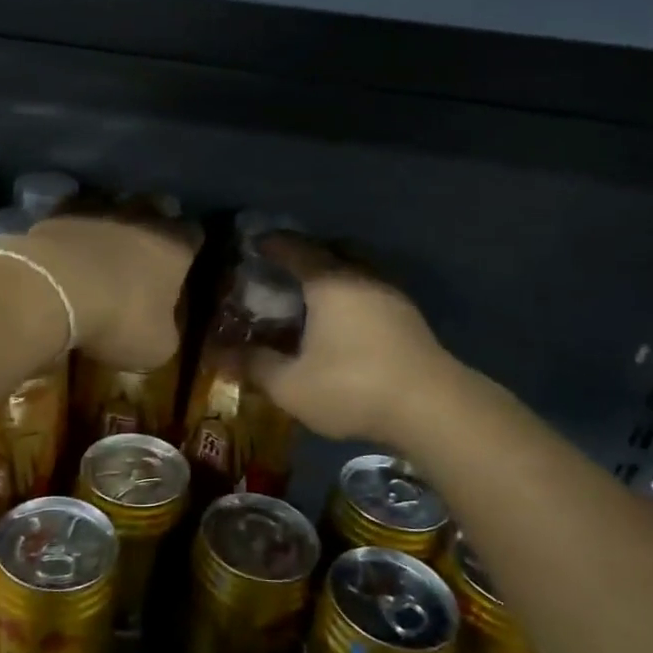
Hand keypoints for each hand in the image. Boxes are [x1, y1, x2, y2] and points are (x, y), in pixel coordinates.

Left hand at [6, 211, 197, 368]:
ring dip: (112, 221)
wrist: (52, 291)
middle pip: (156, 209)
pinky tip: (68, 245)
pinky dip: (74, 227)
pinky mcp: (59, 212)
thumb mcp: (156, 346)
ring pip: (115, 205)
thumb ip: (167, 331)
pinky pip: (74, 213)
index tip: (185, 260)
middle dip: (153, 224)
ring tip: (104, 244)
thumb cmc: (118, 319)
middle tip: (145, 250)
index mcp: (174, 246)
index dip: (190, 246)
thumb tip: (163, 328)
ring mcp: (99, 209)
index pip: (194, 234)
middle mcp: (143, 217)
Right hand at [247, 235, 451, 442]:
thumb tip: (220, 353)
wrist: (431, 408)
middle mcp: (362, 277)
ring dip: (335, 271)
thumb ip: (255, 365)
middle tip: (285, 265)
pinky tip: (344, 318)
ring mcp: (391, 295)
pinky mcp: (409, 317)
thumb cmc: (353, 387)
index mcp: (330, 282)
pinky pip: (372, 288)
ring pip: (358, 267)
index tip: (254, 244)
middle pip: (333, 249)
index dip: (273, 244)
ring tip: (313, 292)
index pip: (295, 248)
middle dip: (307, 251)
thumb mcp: (291, 385)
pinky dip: (352, 291)